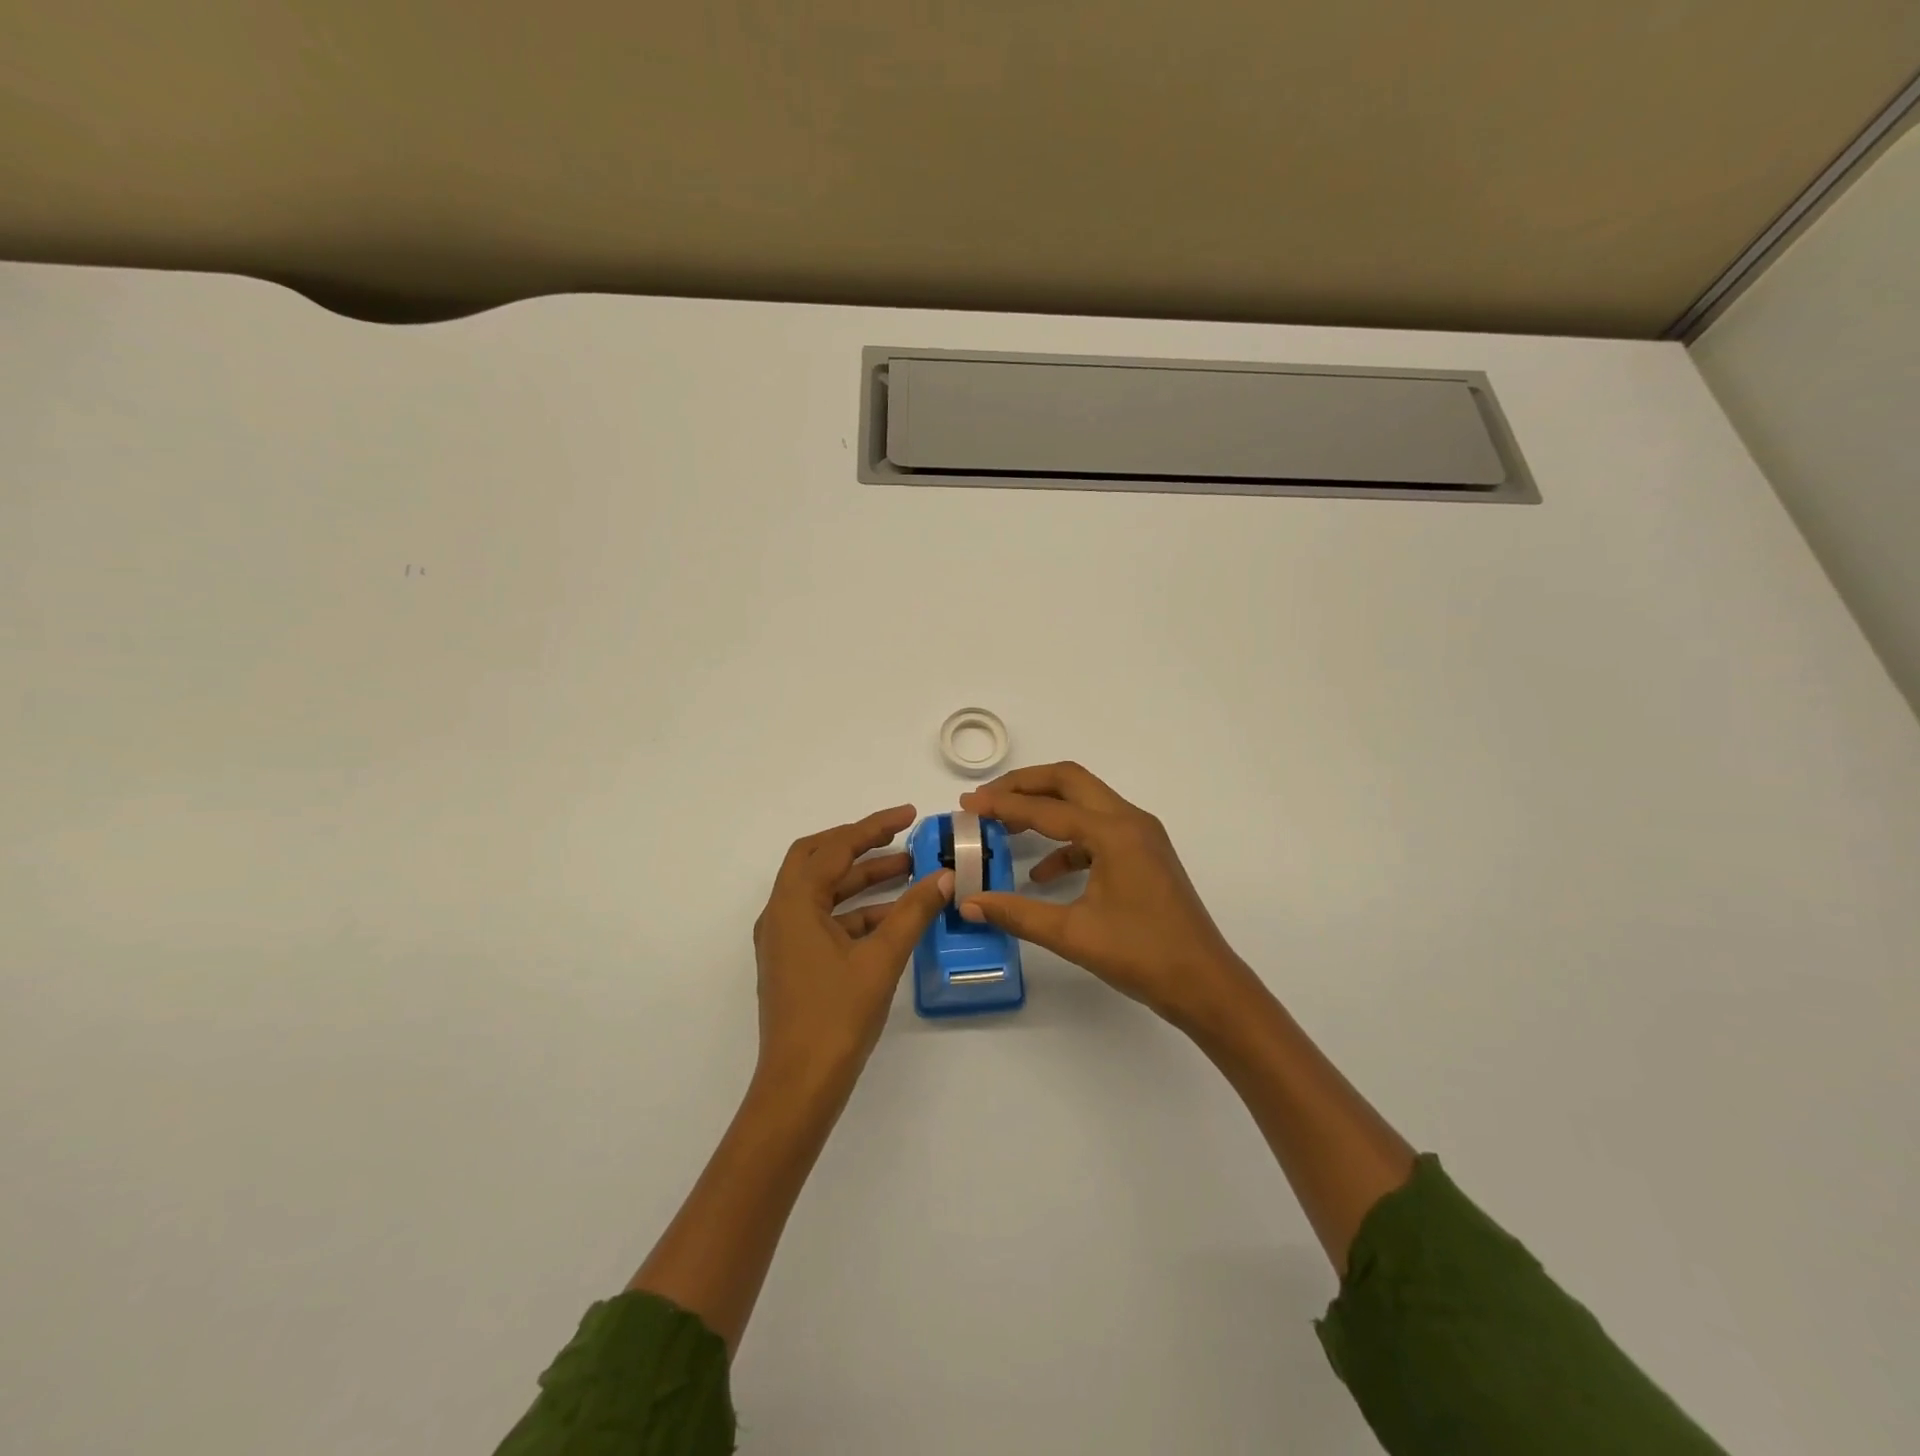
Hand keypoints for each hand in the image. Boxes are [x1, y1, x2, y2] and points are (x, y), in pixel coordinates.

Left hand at [752, 805, 952, 1087]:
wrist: (800, 1086)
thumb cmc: (837, 1017)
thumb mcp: (881, 959)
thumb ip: (913, 912)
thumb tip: (943, 877)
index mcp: (793, 904)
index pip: (833, 848)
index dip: (872, 827)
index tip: (908, 815)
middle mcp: (781, 914)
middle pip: (817, 859)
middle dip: (859, 844)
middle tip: (900, 835)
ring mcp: (785, 939)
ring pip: (824, 891)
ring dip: (863, 878)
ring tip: (910, 871)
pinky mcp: (795, 961)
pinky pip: (826, 919)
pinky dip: (858, 910)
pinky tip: (895, 916)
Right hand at [957, 763, 1257, 1029]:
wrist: (1205, 984)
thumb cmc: (1142, 956)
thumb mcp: (1072, 934)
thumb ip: (1017, 913)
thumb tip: (969, 903)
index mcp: (1114, 832)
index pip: (1046, 808)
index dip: (1002, 804)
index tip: (967, 804)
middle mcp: (1129, 821)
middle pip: (1069, 781)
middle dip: (1024, 786)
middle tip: (987, 799)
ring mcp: (1141, 836)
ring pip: (1084, 802)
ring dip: (1045, 809)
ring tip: (1005, 828)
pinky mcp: (1143, 854)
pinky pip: (1097, 832)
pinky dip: (1066, 842)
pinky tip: (1042, 873)